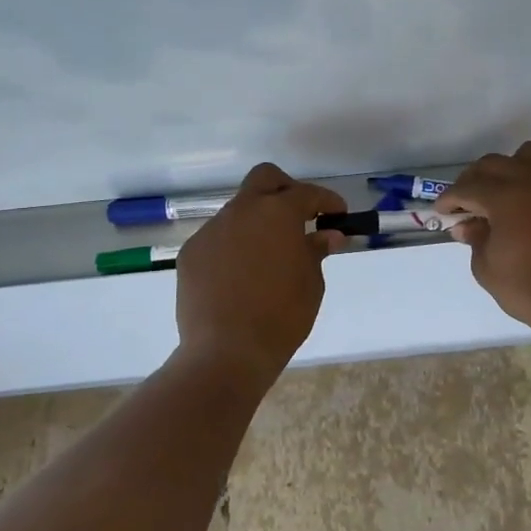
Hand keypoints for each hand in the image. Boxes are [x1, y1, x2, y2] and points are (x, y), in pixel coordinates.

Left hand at [173, 163, 346, 378]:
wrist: (226, 352)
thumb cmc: (282, 316)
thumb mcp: (311, 283)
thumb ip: (316, 251)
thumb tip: (326, 235)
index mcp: (277, 213)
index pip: (307, 194)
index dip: (327, 201)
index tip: (338, 215)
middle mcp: (242, 211)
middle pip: (264, 179)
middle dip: (286, 190)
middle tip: (300, 216)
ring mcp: (211, 230)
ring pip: (238, 210)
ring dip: (257, 222)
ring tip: (269, 254)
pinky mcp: (191, 253)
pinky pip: (219, 238)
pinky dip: (234, 246)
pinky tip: (241, 274)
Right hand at [437, 141, 530, 336]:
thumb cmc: (530, 289)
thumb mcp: (488, 268)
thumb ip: (475, 239)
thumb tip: (467, 225)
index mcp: (505, 195)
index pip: (467, 187)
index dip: (450, 198)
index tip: (442, 211)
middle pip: (494, 164)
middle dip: (474, 180)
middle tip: (466, 203)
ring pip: (528, 155)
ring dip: (509, 169)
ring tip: (504, 192)